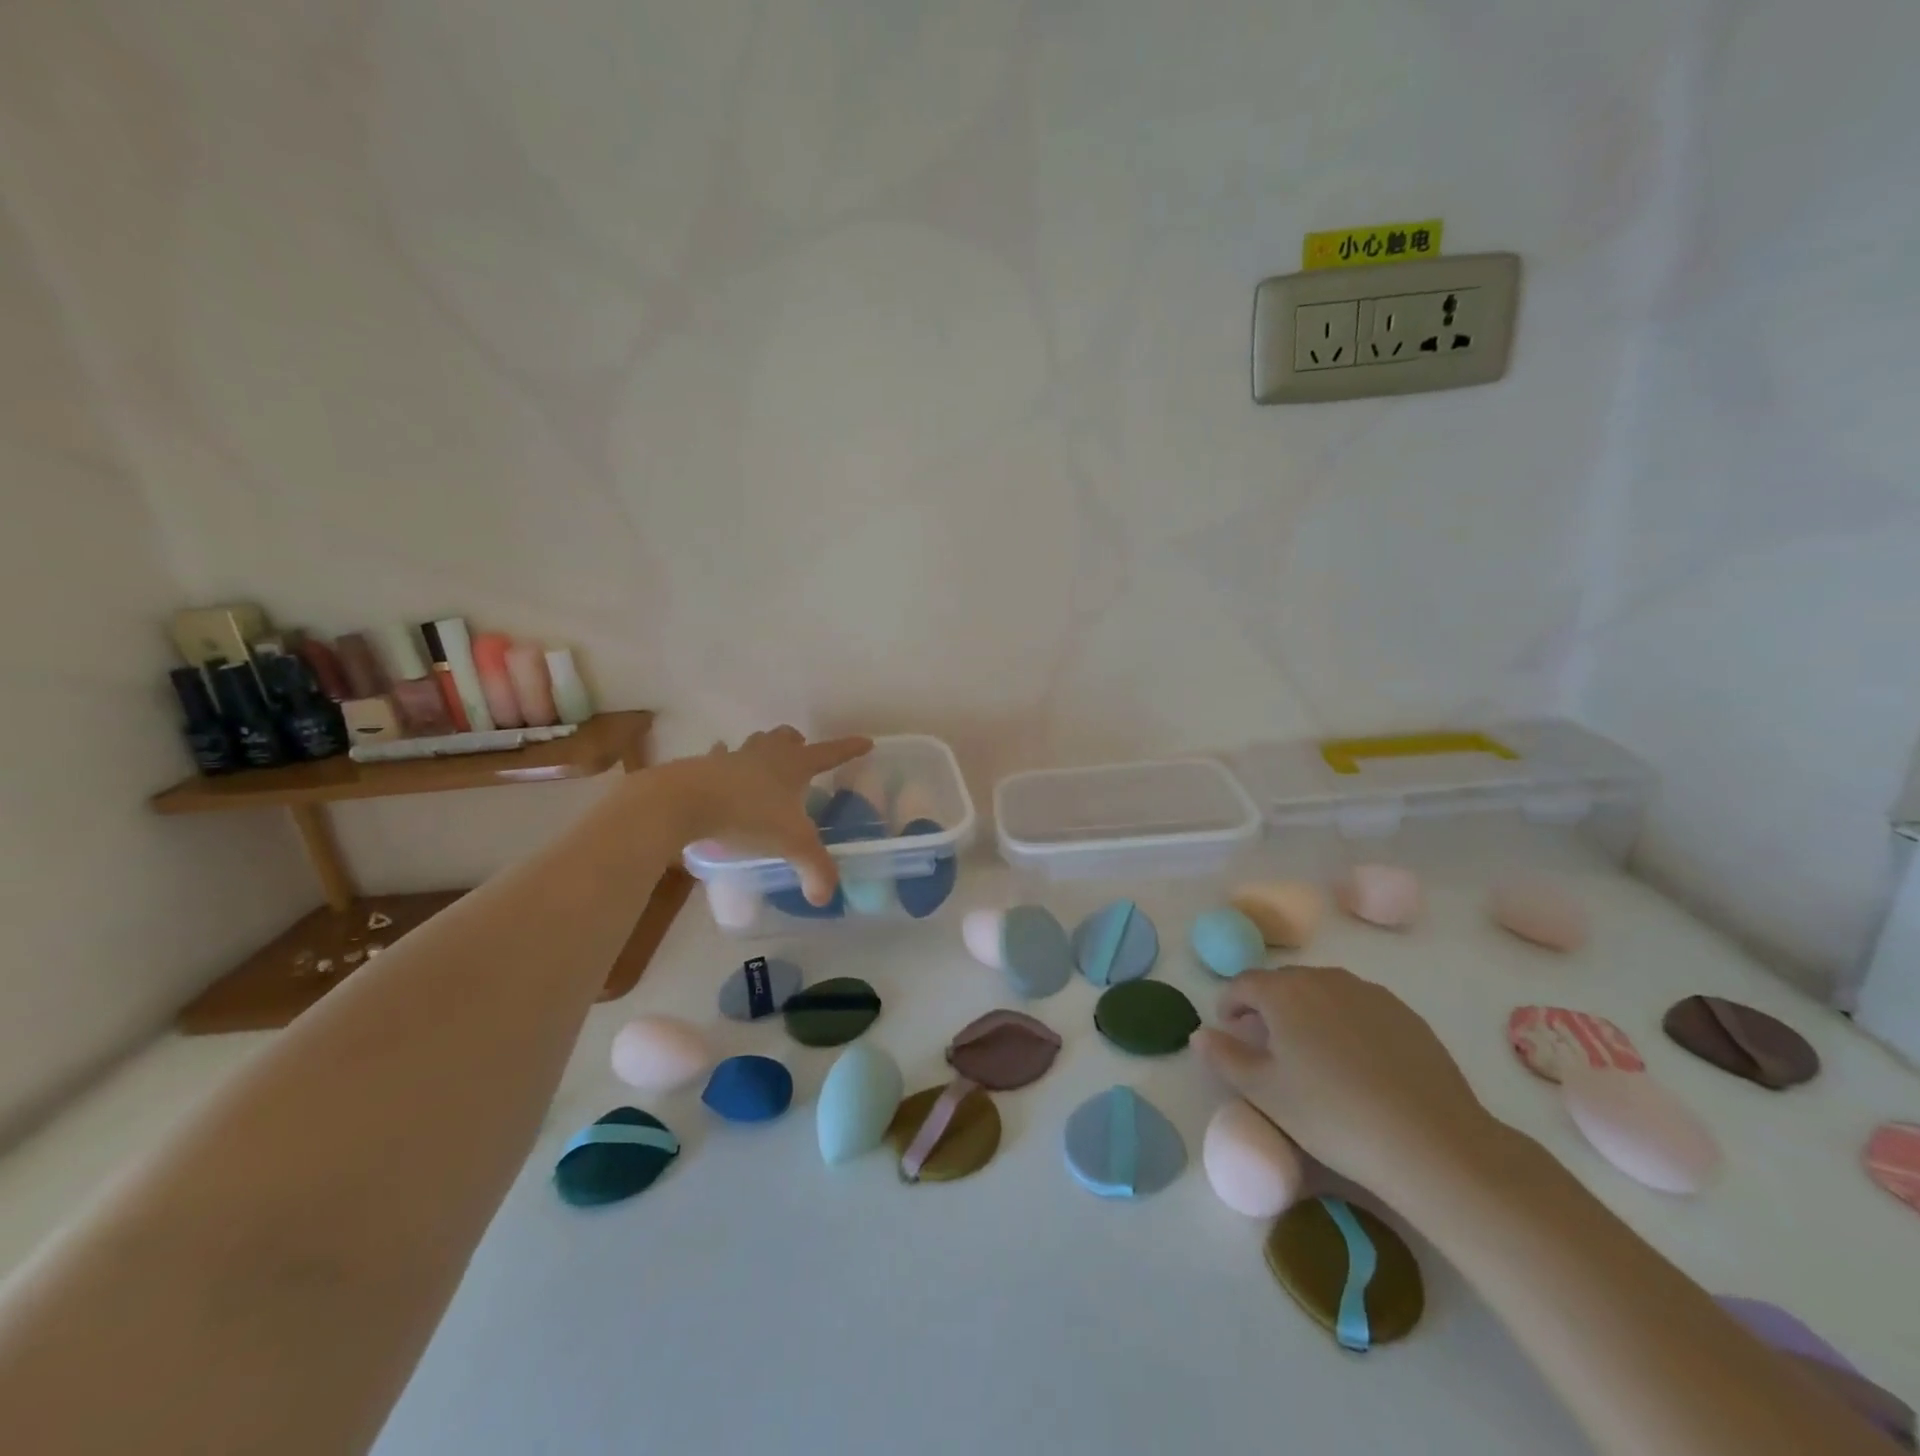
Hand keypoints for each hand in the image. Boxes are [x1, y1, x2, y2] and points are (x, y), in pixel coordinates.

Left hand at [652, 727, 872, 904]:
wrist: (684, 802)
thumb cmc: (747, 816)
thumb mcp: (791, 845)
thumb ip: (814, 869)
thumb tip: (825, 897)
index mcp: (794, 765)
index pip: (830, 753)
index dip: (849, 749)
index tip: (865, 742)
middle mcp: (766, 754)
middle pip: (786, 737)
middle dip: (797, 743)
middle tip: (802, 756)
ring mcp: (732, 757)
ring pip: (753, 744)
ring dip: (761, 751)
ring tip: (762, 766)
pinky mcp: (702, 768)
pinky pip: (717, 760)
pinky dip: (722, 763)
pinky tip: (719, 773)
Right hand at [1194, 967, 1502, 1198]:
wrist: (1431, 1142)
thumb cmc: (1332, 1114)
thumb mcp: (1264, 1093)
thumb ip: (1224, 1057)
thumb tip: (1201, 1034)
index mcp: (1284, 991)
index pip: (1243, 984)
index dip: (1229, 1004)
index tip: (1229, 1030)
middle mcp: (1325, 978)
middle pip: (1284, 983)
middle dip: (1268, 1006)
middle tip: (1267, 1045)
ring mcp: (1370, 993)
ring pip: (1324, 993)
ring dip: (1307, 1012)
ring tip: (1312, 1054)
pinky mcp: (1406, 1015)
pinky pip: (1360, 1008)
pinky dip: (1345, 1024)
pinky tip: (1356, 1064)